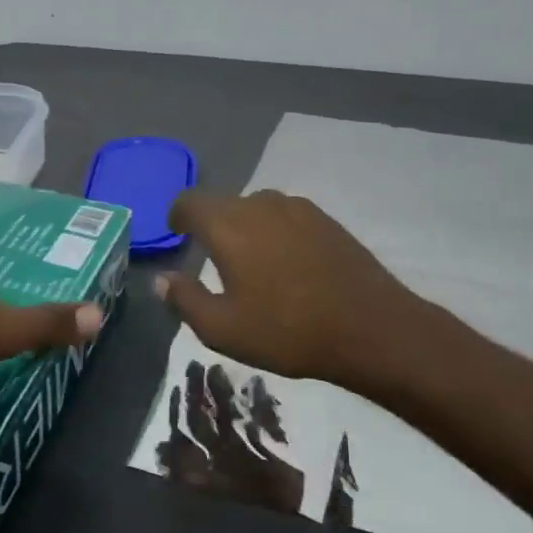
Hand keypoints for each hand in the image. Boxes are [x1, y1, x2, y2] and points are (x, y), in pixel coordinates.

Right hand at [155, 190, 420, 383]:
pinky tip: (286, 264)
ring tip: (250, 262)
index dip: (177, 216)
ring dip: (245, 228)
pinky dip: (275, 232)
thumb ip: (184, 299)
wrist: (371, 328)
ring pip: (256, 208)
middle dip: (211, 225)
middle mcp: (261, 204)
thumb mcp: (222, 329)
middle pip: (223, 203)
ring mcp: (298, 208)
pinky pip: (286, 217)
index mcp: (229, 225)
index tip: (176, 234)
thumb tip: (161, 279)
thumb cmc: (287, 331)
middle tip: (212, 258)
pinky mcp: (326, 220)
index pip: (189, 202)